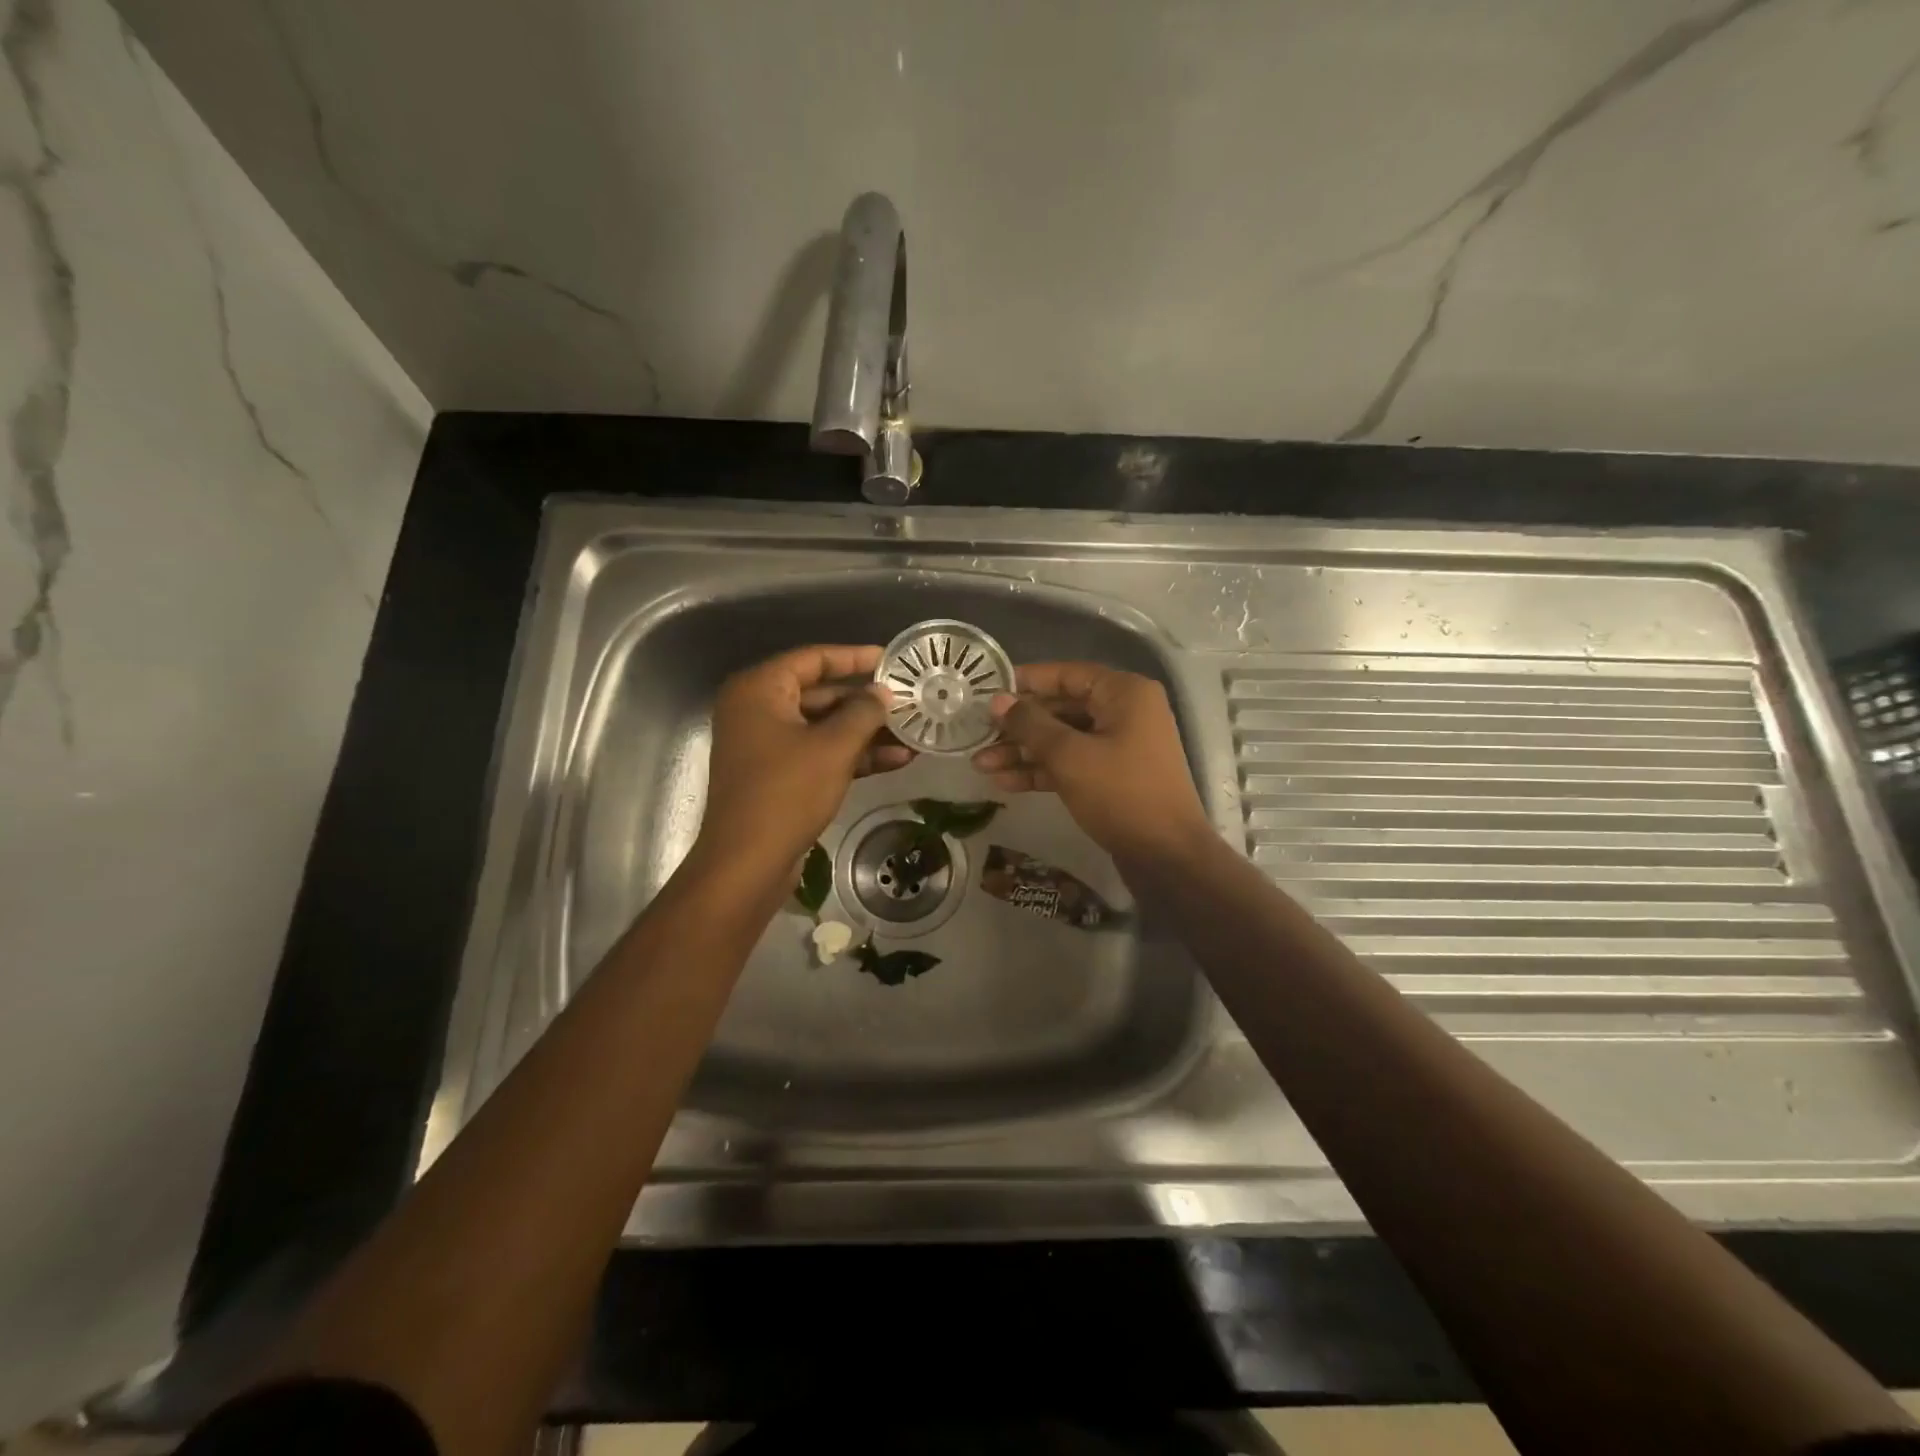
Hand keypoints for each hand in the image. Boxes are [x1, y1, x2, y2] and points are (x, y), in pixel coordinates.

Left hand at [695, 645, 911, 878]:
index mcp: (759, 690)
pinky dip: (852, 755)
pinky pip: (819, 753)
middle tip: (909, 700)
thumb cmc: (786, 793)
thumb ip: (863, 712)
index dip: (855, 657)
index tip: (892, 659)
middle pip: (820, 694)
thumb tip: (883, 693)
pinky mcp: (777, 776)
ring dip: (866, 732)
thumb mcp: (833, 747)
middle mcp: (758, 710)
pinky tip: (895, 760)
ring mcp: (766, 745)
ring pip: (823, 727)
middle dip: (867, 702)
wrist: (747, 864)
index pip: (813, 659)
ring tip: (913, 733)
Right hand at [971, 662, 1212, 866]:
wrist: (1166, 856)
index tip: (988, 690)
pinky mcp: (1112, 777)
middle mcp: (1125, 712)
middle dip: (1019, 725)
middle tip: (977, 733)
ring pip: (1063, 739)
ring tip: (980, 765)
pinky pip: (1071, 763)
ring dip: (1023, 752)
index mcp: (1124, 694)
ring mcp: (1120, 746)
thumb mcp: (1069, 756)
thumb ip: (1030, 725)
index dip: (1026, 681)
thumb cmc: (1121, 794)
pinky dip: (1041, 770)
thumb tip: (997, 700)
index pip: (1067, 675)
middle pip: (1062, 708)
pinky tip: (1005, 782)